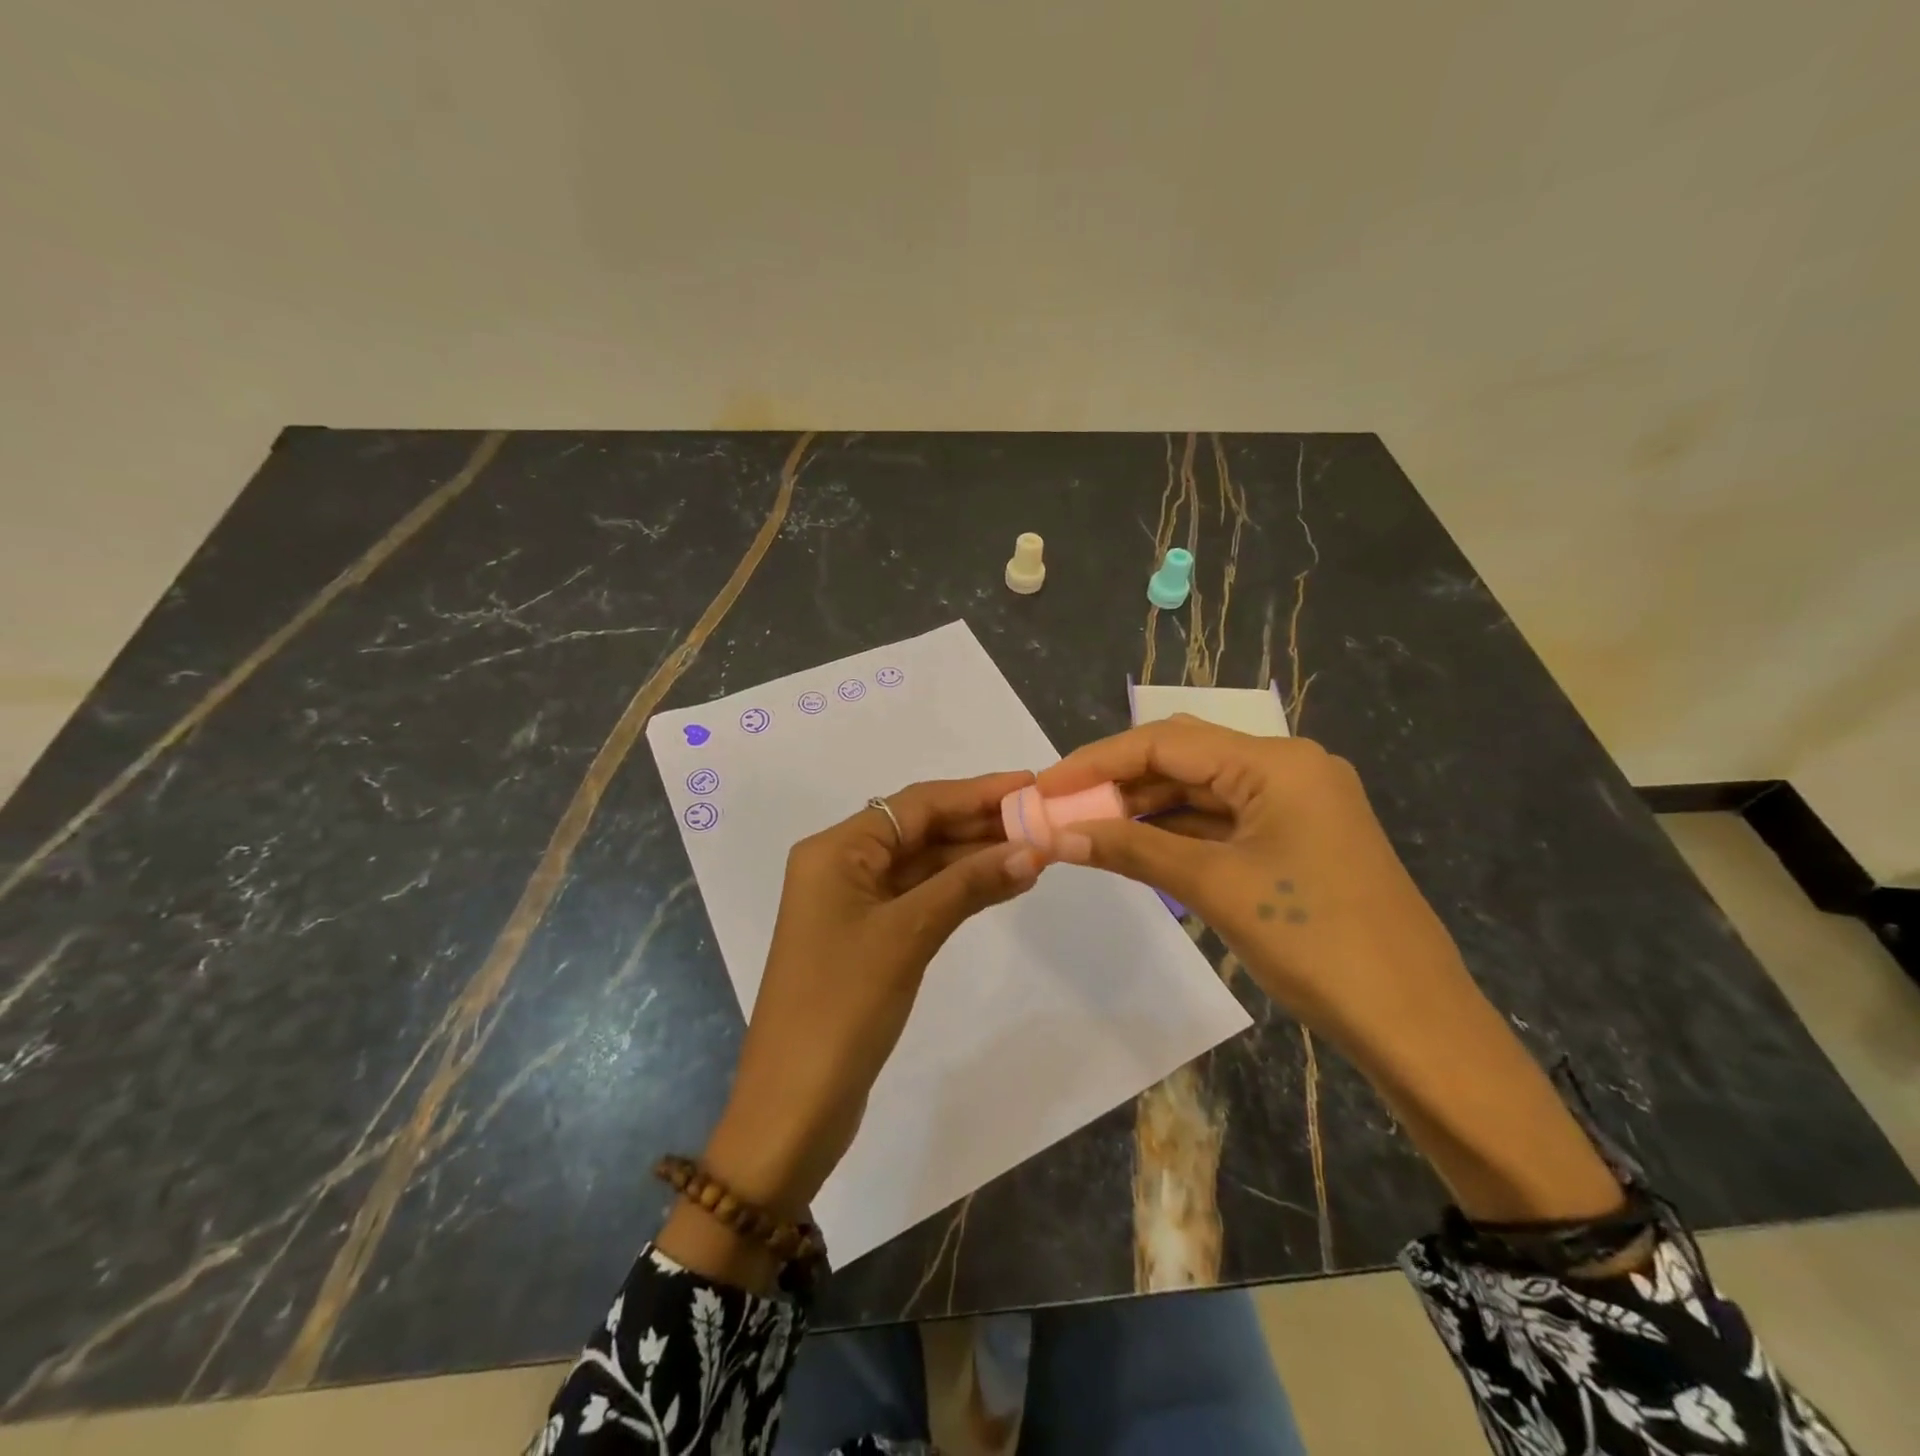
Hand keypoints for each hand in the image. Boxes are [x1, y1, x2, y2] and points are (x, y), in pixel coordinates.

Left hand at [700, 771, 1043, 1219]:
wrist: (794, 1106)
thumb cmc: (842, 1007)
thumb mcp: (908, 936)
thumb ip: (968, 885)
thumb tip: (1031, 850)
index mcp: (836, 850)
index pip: (916, 804)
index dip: (976, 792)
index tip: (1030, 784)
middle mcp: (842, 866)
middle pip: (919, 830)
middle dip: (979, 824)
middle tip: (1042, 818)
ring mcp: (854, 904)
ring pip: (923, 864)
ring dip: (973, 857)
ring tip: (1035, 849)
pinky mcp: (867, 938)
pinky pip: (919, 897)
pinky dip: (958, 890)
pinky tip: (1002, 883)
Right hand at [1034, 715, 1459, 1053]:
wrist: (1415, 1023)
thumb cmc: (1314, 942)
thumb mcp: (1214, 887)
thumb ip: (1133, 849)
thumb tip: (1058, 835)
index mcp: (1275, 762)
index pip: (1165, 742)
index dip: (1097, 761)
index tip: (1044, 787)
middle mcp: (1287, 768)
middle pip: (1184, 759)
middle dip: (1118, 782)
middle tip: (1061, 810)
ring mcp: (1296, 804)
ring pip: (1202, 791)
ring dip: (1145, 808)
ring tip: (1086, 829)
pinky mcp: (1297, 838)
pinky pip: (1223, 821)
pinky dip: (1177, 831)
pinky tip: (1136, 846)